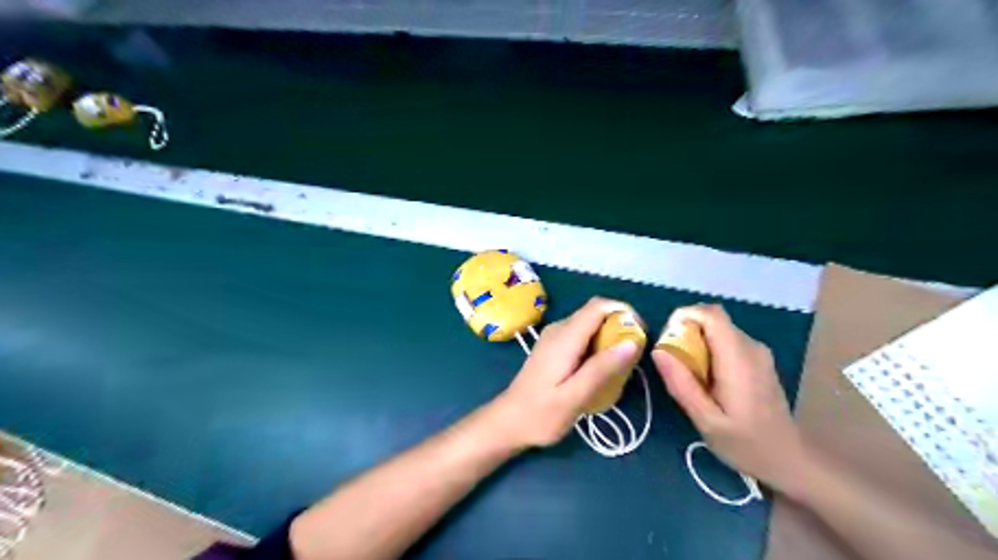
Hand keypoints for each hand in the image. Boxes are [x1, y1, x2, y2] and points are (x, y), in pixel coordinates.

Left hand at [491, 297, 637, 450]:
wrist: (509, 422)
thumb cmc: (540, 414)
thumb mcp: (574, 397)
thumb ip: (601, 369)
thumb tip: (632, 342)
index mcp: (564, 337)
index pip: (599, 306)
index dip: (624, 312)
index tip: (640, 335)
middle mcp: (559, 329)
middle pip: (596, 313)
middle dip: (620, 326)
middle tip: (633, 358)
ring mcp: (554, 337)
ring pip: (590, 324)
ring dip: (610, 337)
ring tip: (621, 367)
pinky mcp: (554, 346)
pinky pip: (582, 335)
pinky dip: (598, 344)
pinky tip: (600, 370)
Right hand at [657, 305, 808, 492]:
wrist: (790, 460)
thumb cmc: (746, 443)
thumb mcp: (706, 420)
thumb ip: (681, 384)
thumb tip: (658, 351)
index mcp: (738, 358)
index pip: (711, 314)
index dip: (685, 315)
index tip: (667, 339)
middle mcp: (750, 346)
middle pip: (712, 320)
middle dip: (686, 331)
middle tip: (673, 362)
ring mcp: (758, 352)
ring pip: (718, 330)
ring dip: (697, 341)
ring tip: (687, 374)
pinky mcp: (758, 360)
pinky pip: (727, 341)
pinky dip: (709, 349)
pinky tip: (706, 379)